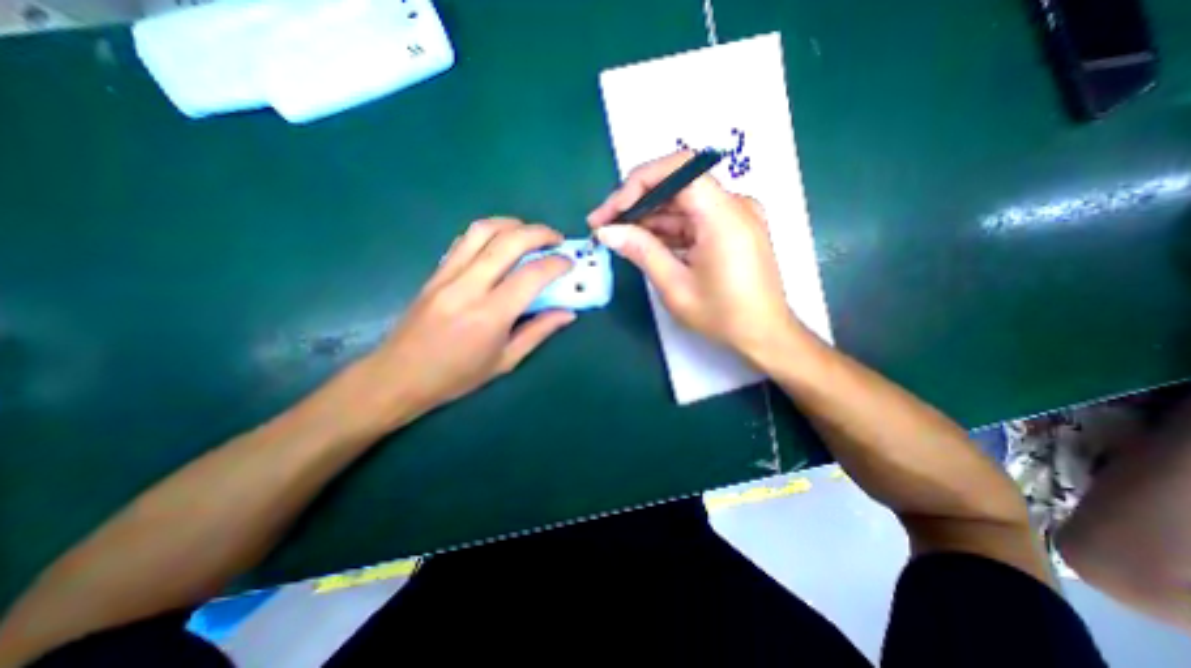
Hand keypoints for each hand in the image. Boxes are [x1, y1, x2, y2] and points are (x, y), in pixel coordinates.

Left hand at [355, 220, 573, 428]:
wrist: (398, 376)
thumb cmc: (457, 376)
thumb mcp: (505, 361)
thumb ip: (539, 332)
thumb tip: (568, 314)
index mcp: (490, 315)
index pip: (531, 275)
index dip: (556, 264)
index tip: (569, 263)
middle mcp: (469, 287)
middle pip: (508, 242)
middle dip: (539, 233)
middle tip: (556, 239)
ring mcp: (447, 275)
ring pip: (482, 231)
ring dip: (512, 224)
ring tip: (529, 233)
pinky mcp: (435, 272)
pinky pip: (464, 241)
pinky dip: (488, 233)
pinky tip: (499, 242)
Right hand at [587, 150, 799, 360]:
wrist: (764, 334)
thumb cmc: (723, 315)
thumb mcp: (675, 286)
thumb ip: (641, 251)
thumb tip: (606, 231)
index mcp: (723, 215)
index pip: (678, 169)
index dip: (638, 183)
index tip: (612, 211)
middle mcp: (733, 204)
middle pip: (677, 183)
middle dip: (636, 201)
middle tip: (604, 225)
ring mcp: (734, 215)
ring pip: (682, 202)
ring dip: (648, 217)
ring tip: (617, 236)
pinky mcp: (731, 228)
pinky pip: (693, 218)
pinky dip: (667, 228)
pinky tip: (643, 242)